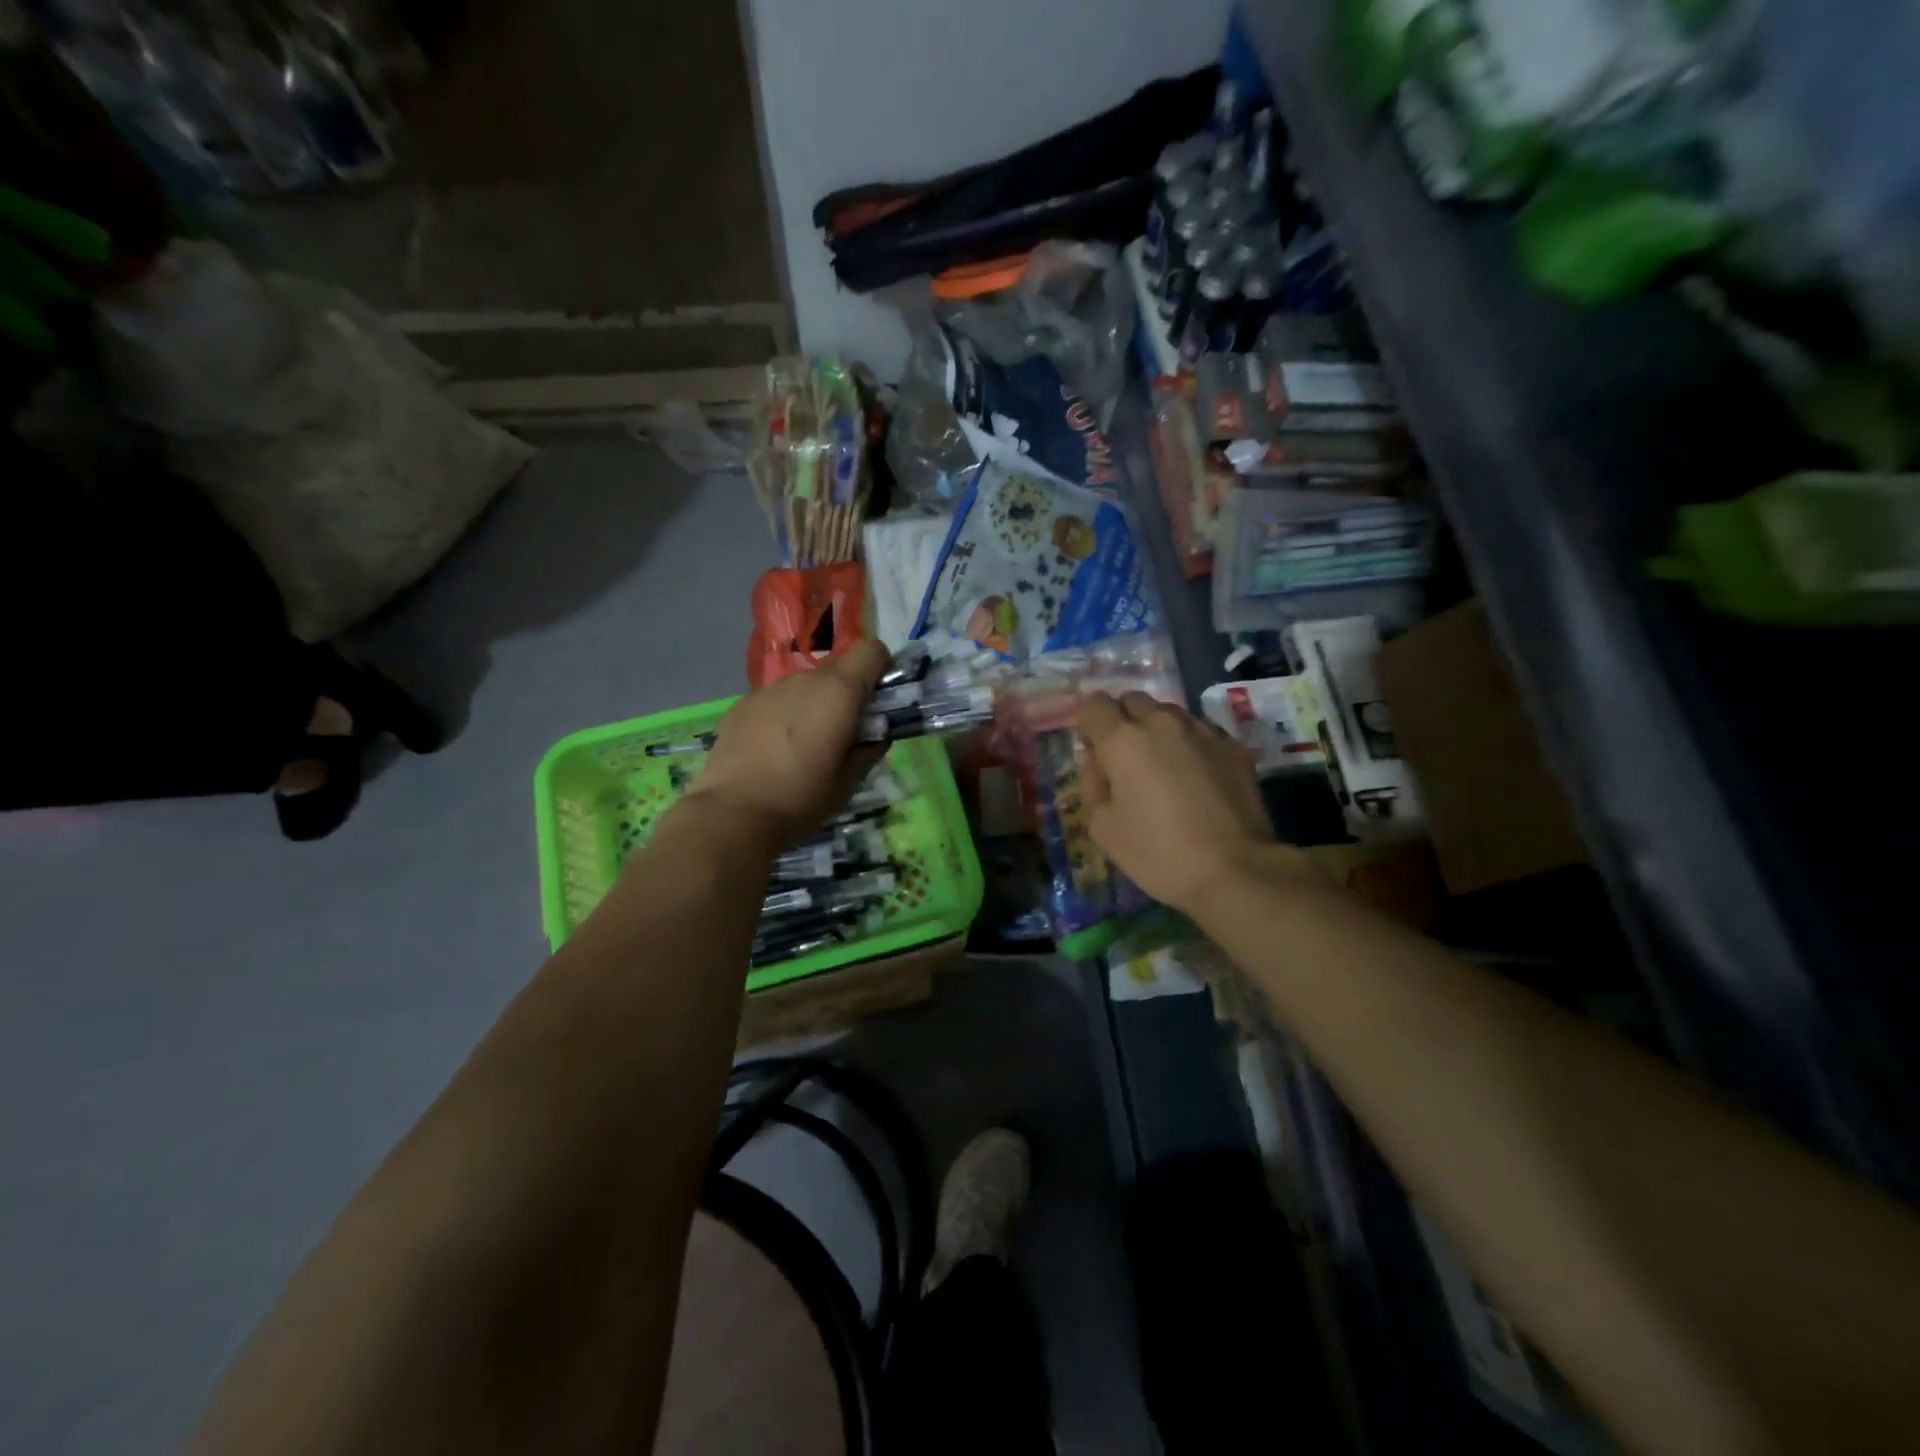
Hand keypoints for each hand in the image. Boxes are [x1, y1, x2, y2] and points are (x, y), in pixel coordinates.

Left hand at [681, 640, 888, 849]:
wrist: (732, 814)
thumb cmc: (802, 798)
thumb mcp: (848, 782)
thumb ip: (869, 751)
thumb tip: (876, 738)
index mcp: (839, 692)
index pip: (871, 650)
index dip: (880, 671)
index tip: (877, 702)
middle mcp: (804, 679)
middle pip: (837, 668)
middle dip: (847, 693)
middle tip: (843, 733)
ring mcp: (768, 689)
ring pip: (804, 685)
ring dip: (813, 704)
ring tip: (803, 746)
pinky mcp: (741, 705)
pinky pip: (775, 700)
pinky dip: (782, 715)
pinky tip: (771, 751)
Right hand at [1076, 692, 1302, 914]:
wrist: (1235, 869)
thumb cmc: (1158, 852)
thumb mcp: (1104, 828)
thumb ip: (1094, 785)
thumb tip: (1100, 765)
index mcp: (1123, 740)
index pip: (1094, 705)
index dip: (1088, 724)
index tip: (1093, 751)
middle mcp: (1161, 723)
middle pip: (1133, 700)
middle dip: (1122, 720)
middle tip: (1125, 759)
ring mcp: (1202, 731)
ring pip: (1169, 714)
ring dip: (1157, 730)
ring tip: (1163, 767)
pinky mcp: (1232, 746)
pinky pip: (1199, 732)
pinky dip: (1188, 745)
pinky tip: (1194, 779)